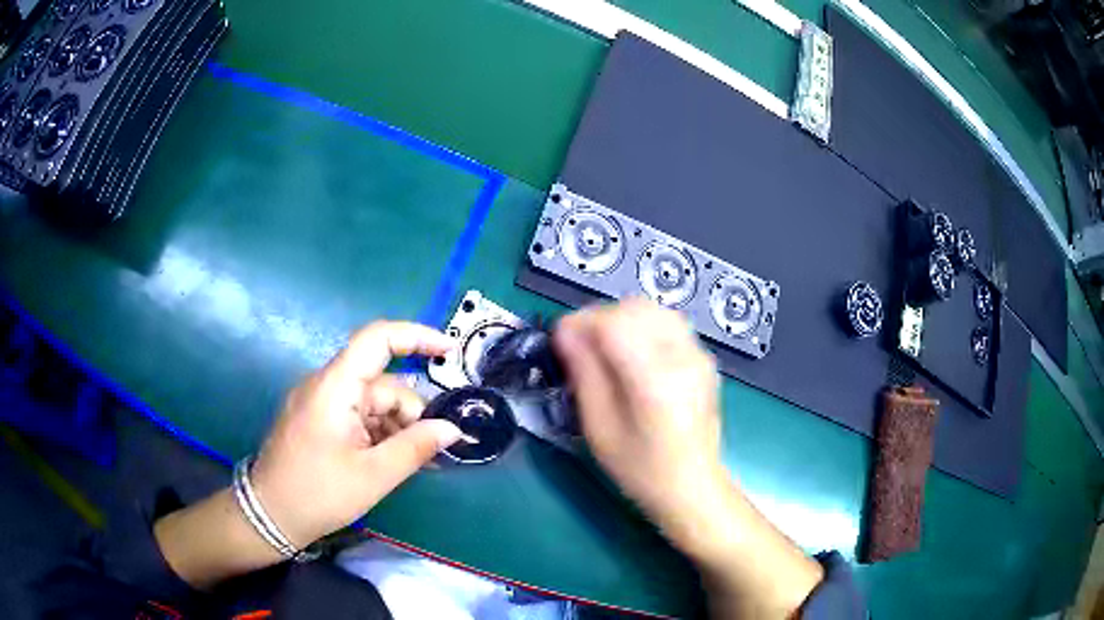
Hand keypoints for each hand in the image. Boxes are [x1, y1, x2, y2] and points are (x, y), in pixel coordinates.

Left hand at [249, 321, 462, 548]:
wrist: (269, 515)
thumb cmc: (319, 493)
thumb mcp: (374, 475)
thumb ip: (416, 447)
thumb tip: (452, 429)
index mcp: (335, 387)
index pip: (377, 339)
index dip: (416, 337)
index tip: (450, 351)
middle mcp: (325, 385)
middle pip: (381, 383)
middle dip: (410, 413)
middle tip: (429, 453)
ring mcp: (319, 402)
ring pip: (372, 402)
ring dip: (395, 428)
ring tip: (409, 463)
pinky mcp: (317, 419)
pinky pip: (356, 415)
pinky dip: (377, 433)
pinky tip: (388, 460)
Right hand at [553, 299, 724, 543]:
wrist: (692, 486)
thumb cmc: (640, 468)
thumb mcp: (600, 428)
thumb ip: (584, 374)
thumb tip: (565, 331)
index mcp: (655, 381)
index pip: (614, 323)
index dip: (581, 322)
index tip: (560, 338)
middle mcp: (683, 357)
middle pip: (635, 308)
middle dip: (600, 317)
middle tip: (579, 345)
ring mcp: (699, 355)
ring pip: (653, 310)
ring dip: (622, 320)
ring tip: (603, 349)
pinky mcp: (703, 359)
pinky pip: (668, 324)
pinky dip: (642, 327)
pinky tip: (631, 355)